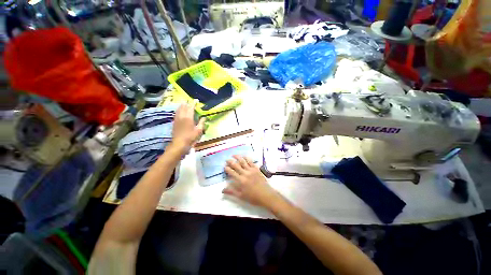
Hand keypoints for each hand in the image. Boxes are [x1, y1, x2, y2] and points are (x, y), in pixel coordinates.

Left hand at [170, 102, 204, 152]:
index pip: (191, 108)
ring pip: (179, 109)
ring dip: (182, 105)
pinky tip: (179, 111)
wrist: (179, 143)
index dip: (193, 103)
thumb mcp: (199, 130)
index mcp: (189, 117)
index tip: (196, 100)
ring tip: (184, 103)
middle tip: (189, 101)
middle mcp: (182, 116)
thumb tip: (204, 117)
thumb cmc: (191, 137)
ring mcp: (177, 119)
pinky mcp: (174, 122)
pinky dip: (178, 110)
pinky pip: (176, 113)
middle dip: (187, 103)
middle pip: (183, 107)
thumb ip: (202, 122)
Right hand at [223, 155, 278, 207]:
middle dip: (230, 161)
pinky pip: (251, 162)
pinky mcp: (256, 169)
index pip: (231, 172)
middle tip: (227, 160)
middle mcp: (245, 173)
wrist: (266, 195)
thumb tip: (222, 190)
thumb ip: (231, 191)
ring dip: (238, 157)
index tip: (224, 167)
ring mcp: (251, 170)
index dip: (227, 169)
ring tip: (234, 155)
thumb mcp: (241, 196)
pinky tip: (244, 156)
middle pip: (236, 165)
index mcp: (240, 180)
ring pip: (243, 161)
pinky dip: (247, 158)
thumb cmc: (253, 197)